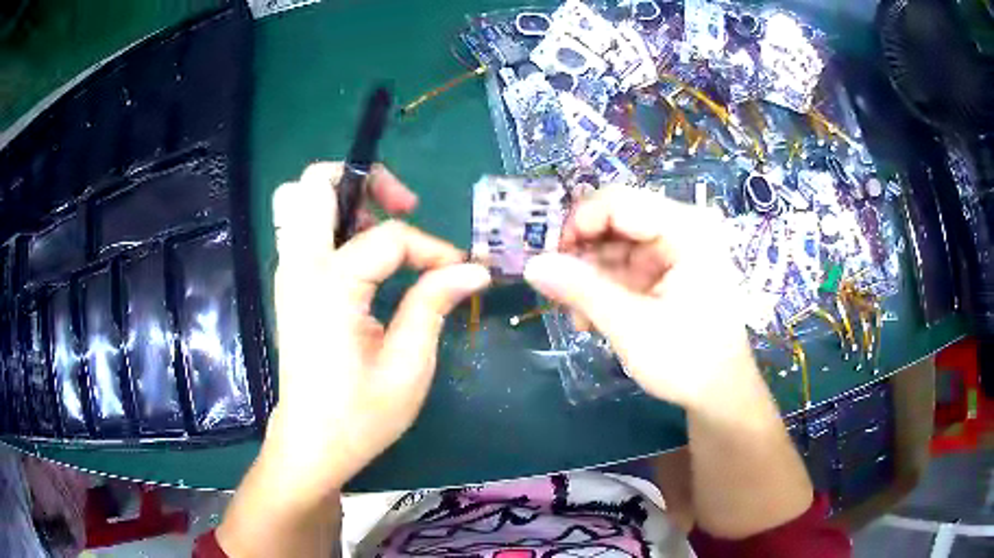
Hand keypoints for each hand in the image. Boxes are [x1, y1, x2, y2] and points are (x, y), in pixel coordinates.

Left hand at [266, 162, 490, 495]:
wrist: (312, 444)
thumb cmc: (360, 415)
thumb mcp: (409, 366)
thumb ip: (434, 304)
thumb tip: (474, 268)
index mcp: (329, 287)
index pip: (389, 237)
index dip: (432, 247)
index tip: (459, 270)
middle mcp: (300, 267)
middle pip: (313, 184)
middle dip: (363, 181)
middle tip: (400, 208)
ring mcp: (288, 273)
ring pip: (299, 200)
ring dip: (344, 199)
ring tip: (381, 231)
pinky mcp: (290, 285)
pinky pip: (303, 228)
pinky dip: (332, 222)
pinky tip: (363, 257)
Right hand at [523, 187, 756, 409]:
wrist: (721, 394)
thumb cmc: (688, 360)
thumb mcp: (631, 326)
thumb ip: (581, 290)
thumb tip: (531, 265)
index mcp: (687, 229)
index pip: (618, 202)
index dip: (577, 224)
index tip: (549, 260)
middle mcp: (683, 227)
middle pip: (616, 221)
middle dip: (583, 256)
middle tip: (558, 292)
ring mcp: (677, 249)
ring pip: (615, 245)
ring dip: (590, 278)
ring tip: (577, 316)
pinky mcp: (669, 270)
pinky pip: (626, 265)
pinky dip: (605, 288)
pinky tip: (592, 318)